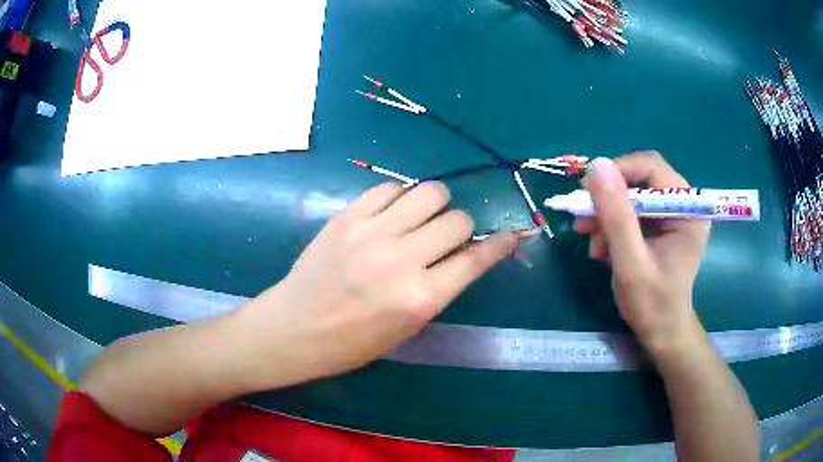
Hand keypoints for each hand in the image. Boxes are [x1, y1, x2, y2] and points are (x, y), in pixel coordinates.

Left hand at [239, 182, 517, 387]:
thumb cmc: (353, 341)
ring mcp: (372, 233)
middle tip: (445, 237)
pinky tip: (390, 213)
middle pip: (457, 220)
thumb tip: (464, 255)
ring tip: (421, 218)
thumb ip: (439, 288)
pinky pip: (390, 188)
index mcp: (421, 298)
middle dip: (460, 228)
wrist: (297, 327)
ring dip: (435, 205)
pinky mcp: (348, 216)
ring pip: (429, 193)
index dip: (499, 244)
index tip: (509, 235)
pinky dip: (399, 198)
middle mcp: (402, 260)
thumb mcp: (407, 327)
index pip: (476, 259)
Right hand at [573, 152, 710, 354]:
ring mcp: (671, 214)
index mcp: (688, 210)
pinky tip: (601, 247)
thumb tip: (597, 165)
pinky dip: (612, 224)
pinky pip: (631, 211)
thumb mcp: (631, 263)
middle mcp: (683, 204)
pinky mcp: (660, 225)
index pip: (652, 168)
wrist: (661, 332)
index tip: (587, 192)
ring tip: (589, 238)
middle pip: (640, 178)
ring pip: (631, 193)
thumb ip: (616, 216)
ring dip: (606, 213)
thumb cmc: (652, 304)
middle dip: (610, 197)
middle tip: (583, 217)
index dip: (618, 172)